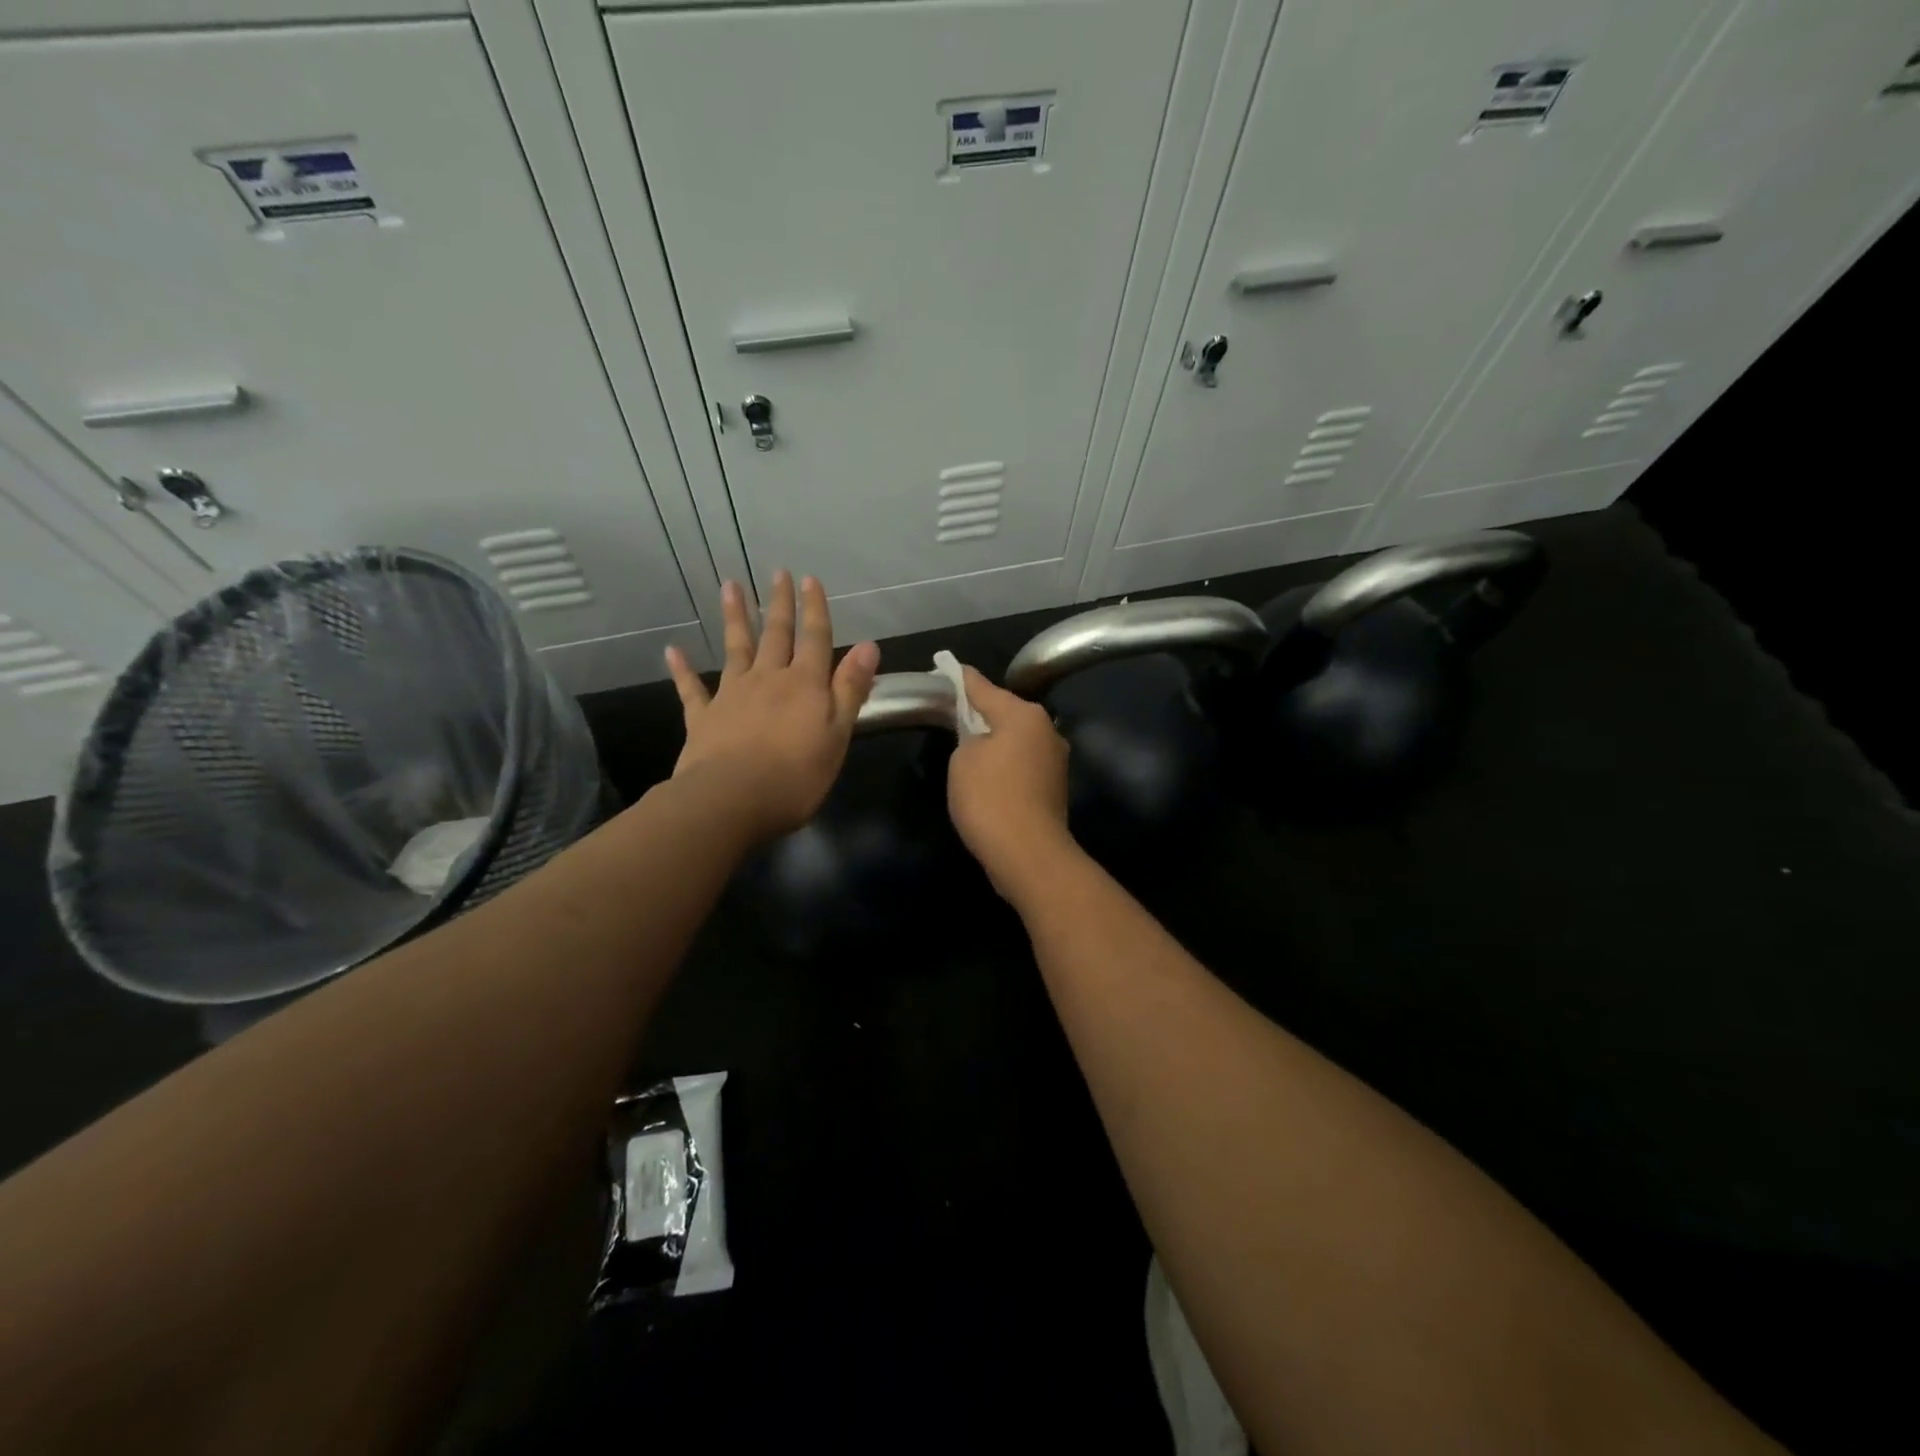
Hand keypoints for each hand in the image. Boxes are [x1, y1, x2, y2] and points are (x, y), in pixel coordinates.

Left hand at [665, 572, 879, 841]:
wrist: (731, 801)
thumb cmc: (795, 775)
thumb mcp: (837, 735)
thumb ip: (850, 690)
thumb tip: (868, 646)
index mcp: (804, 685)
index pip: (814, 639)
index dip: (815, 609)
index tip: (810, 579)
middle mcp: (768, 679)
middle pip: (776, 635)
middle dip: (780, 604)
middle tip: (777, 573)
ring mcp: (732, 695)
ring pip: (735, 649)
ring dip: (735, 618)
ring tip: (730, 587)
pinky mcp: (703, 718)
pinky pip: (691, 689)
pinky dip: (682, 670)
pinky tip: (673, 651)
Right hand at [945, 666, 1076, 897]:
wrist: (1028, 855)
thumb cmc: (990, 798)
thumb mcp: (963, 758)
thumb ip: (968, 734)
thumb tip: (980, 734)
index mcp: (1024, 714)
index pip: (983, 688)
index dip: (960, 679)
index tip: (945, 667)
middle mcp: (1047, 729)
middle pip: (1005, 712)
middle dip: (980, 712)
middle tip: (952, 713)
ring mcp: (1055, 759)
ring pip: (1017, 739)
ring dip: (995, 741)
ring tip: (967, 747)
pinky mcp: (1055, 786)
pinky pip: (1023, 763)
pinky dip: (1006, 764)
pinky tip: (989, 776)